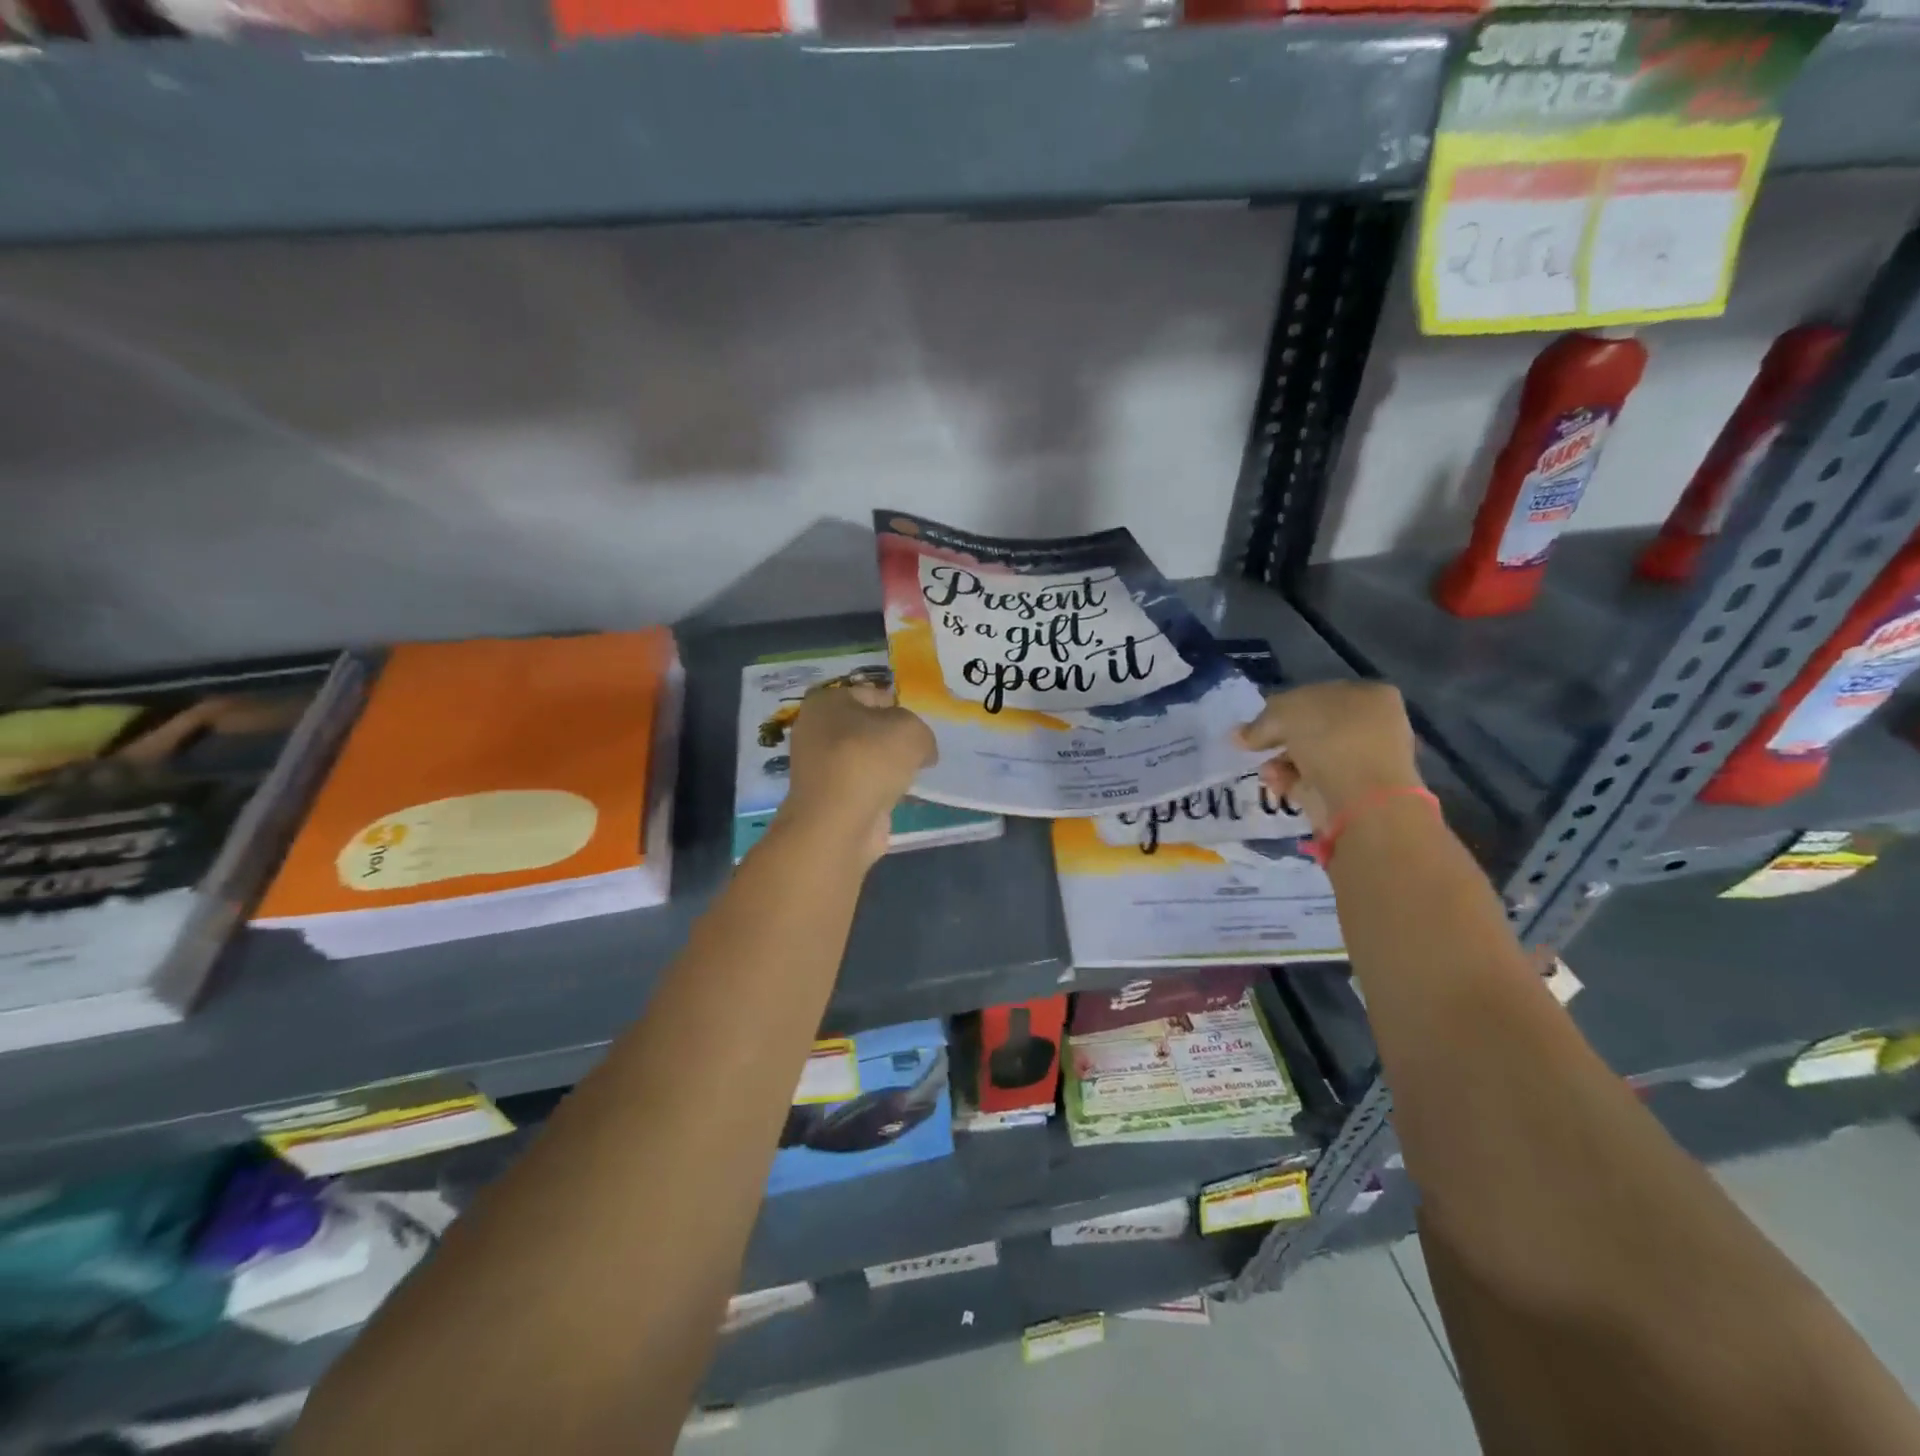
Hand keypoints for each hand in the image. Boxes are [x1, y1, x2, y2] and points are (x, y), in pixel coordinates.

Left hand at [779, 683, 936, 862]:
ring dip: (885, 767)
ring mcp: (816, 766)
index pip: (872, 694)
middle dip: (892, 739)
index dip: (899, 708)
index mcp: (826, 701)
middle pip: (866, 727)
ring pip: (863, 757)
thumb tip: (921, 751)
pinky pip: (860, 785)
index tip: (918, 729)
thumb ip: (921, 733)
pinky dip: (876, 790)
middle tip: (916, 752)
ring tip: (907, 777)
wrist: (839, 823)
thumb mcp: (911, 730)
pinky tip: (893, 797)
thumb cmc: (870, 760)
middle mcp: (814, 730)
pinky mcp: (825, 797)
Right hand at [1235, 682, 1422, 836]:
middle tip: (1258, 747)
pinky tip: (1278, 785)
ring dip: (1282, 762)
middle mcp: (1374, 724)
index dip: (1285, 707)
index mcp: (1369, 694)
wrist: (1363, 799)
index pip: (1317, 695)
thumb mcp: (1284, 713)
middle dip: (1281, 739)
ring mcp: (1367, 761)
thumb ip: (1261, 722)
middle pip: (1314, 728)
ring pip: (1312, 757)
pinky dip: (1292, 782)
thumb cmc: (1330, 739)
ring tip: (1267, 771)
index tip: (1260, 724)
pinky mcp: (1355, 793)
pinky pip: (1314, 781)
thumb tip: (1239, 735)